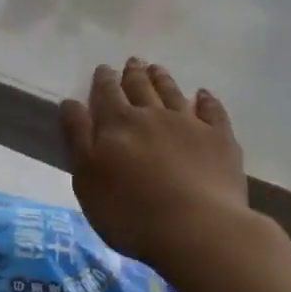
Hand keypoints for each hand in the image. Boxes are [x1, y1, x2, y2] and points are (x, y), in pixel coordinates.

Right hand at [59, 59, 251, 282]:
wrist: (196, 229)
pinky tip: (203, 94)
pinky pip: (212, 111)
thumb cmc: (130, 211)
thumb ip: (78, 137)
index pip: (106, 93)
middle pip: (140, 87)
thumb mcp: (87, 179)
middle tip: (133, 62)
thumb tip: (71, 102)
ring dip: (163, 80)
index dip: (104, 80)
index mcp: (117, 124)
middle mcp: (152, 115)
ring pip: (172, 93)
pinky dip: (206, 99)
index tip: (104, 68)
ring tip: (157, 69)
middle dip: (133, 74)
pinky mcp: (219, 139)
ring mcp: (188, 124)